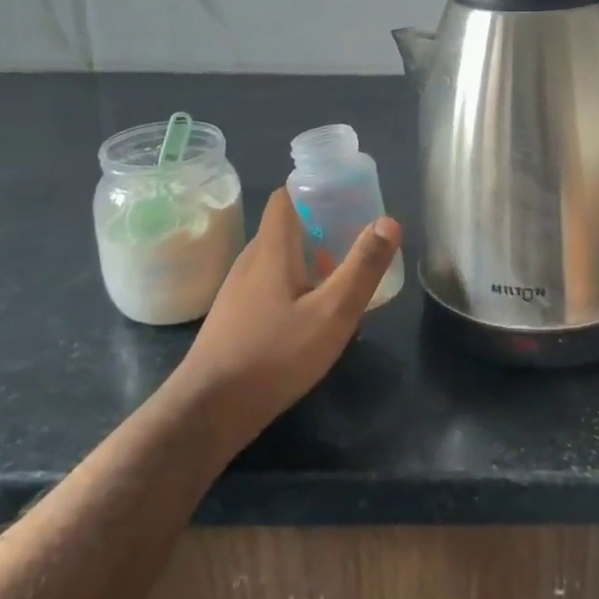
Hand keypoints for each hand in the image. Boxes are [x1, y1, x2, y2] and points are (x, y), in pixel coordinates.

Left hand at [176, 188, 400, 447]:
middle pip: (287, 226)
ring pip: (280, 258)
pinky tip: (313, 316)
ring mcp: (238, 289)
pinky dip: (295, 285)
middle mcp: (251, 260)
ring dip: (311, 259)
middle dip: (323, 226)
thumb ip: (362, 267)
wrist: (209, 410)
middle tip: (358, 241)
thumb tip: (389, 221)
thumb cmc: (274, 355)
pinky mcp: (235, 316)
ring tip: (343, 279)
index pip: (286, 195)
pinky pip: (270, 284)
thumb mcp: (331, 313)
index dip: (316, 188)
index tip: (348, 198)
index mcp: (271, 247)